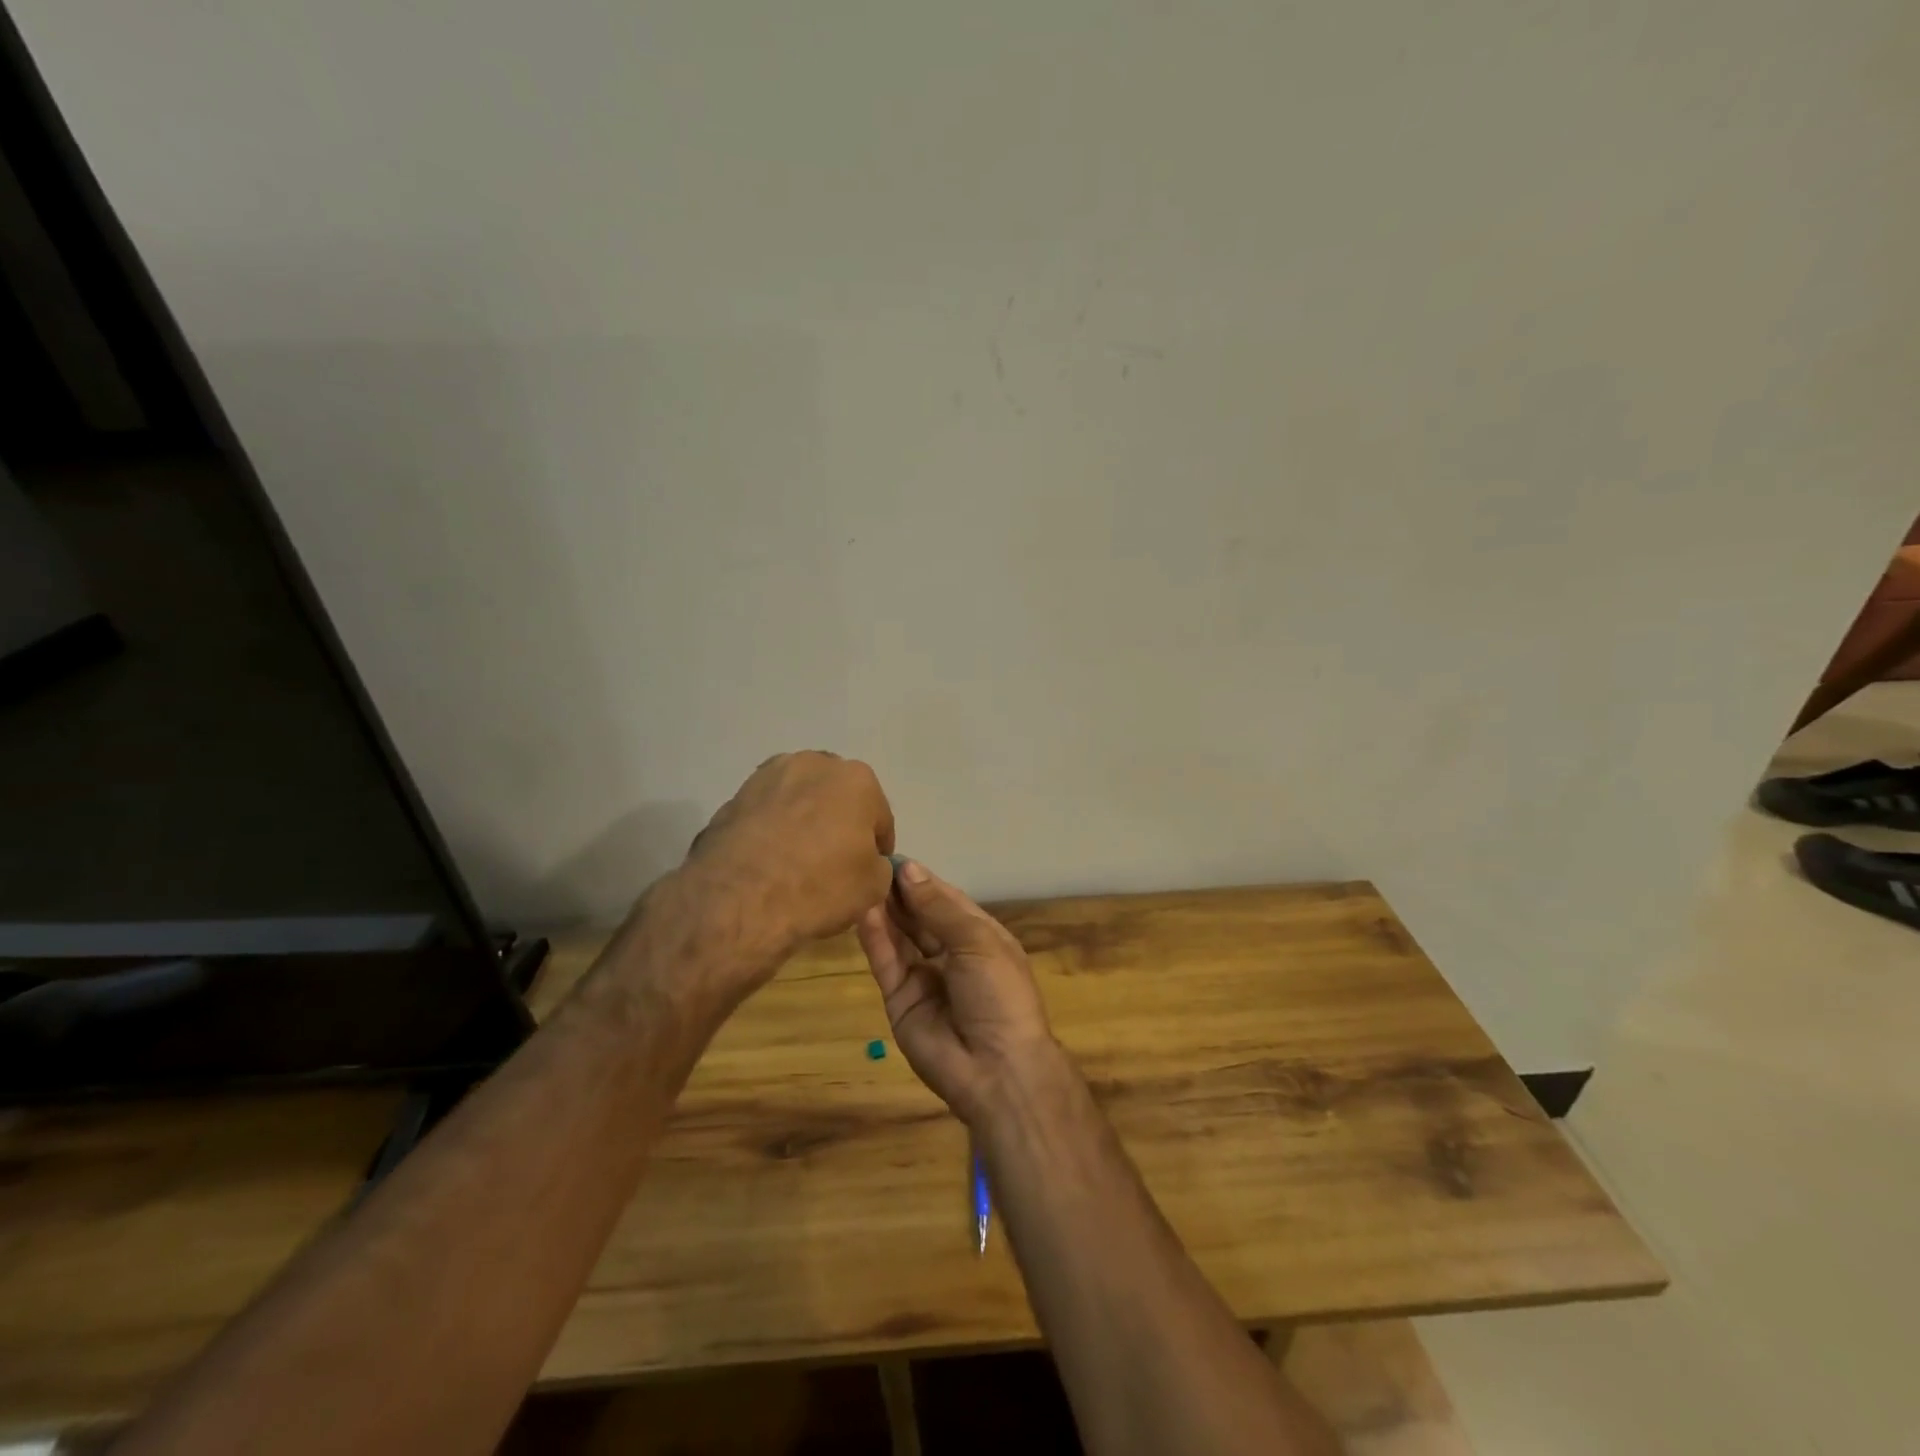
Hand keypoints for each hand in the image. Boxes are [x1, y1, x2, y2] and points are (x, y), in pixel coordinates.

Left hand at [664, 752, 895, 996]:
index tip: (871, 868)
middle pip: (837, 798)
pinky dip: (772, 829)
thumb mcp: (873, 886)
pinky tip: (769, 860)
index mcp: (857, 779)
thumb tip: (866, 860)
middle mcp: (814, 764)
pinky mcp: (735, 796)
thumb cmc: (819, 885)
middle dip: (840, 822)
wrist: (738, 898)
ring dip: (804, 820)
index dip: (878, 846)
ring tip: (797, 859)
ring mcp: (769, 776)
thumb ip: (878, 864)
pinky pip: (767, 813)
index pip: (879, 817)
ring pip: (799, 799)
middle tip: (834, 860)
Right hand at [856, 859, 1059, 1126]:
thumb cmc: (999, 994)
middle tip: (868, 864)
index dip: (921, 879)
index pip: (945, 899)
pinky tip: (862, 912)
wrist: (997, 1069)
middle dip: (899, 892)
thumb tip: (908, 869)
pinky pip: (886, 963)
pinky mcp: (899, 999)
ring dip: (884, 910)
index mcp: (978, 936)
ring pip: (899, 936)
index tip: (893, 856)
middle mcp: (949, 953)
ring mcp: (923, 977)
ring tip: (860, 881)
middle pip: (919, 916)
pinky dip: (875, 938)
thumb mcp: (977, 941)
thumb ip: (938, 907)